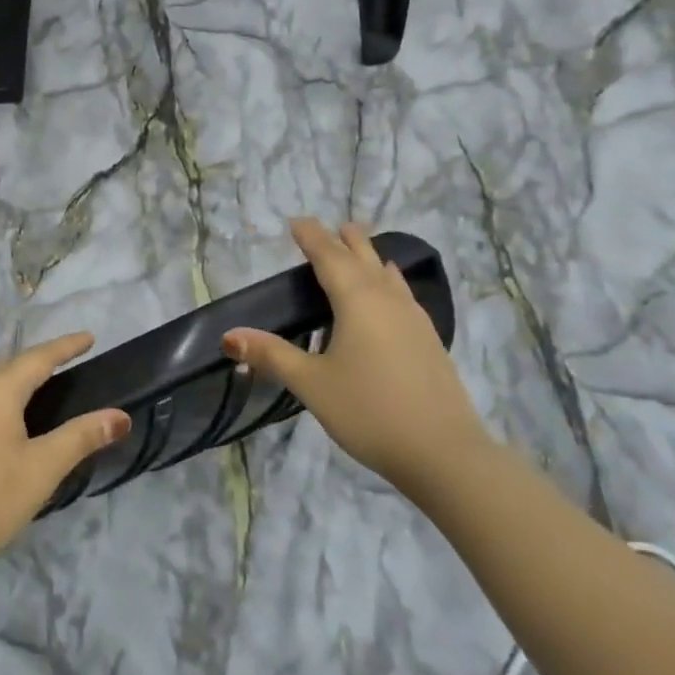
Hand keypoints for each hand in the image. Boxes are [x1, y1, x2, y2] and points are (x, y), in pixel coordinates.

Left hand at [0, 332, 131, 572]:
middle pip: (6, 371)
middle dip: (33, 367)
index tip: (87, 337)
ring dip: (3, 391)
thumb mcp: (42, 469)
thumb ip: (81, 437)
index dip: (65, 347)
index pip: (39, 358)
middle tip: (57, 369)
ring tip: (20, 403)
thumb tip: (120, 415)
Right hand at [223, 219, 488, 498]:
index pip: (330, 257)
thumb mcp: (311, 384)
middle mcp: (387, 300)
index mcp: (357, 301)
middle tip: (331, 227)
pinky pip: (402, 295)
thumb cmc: (369, 411)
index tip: (297, 221)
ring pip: (388, 275)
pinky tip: (389, 298)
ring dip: (370, 257)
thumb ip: (271, 356)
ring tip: (361, 248)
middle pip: (364, 258)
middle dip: (345, 240)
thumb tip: (229, 337)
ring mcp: (414, 320)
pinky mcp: (428, 341)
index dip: (312, 237)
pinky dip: (387, 282)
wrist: (444, 453)